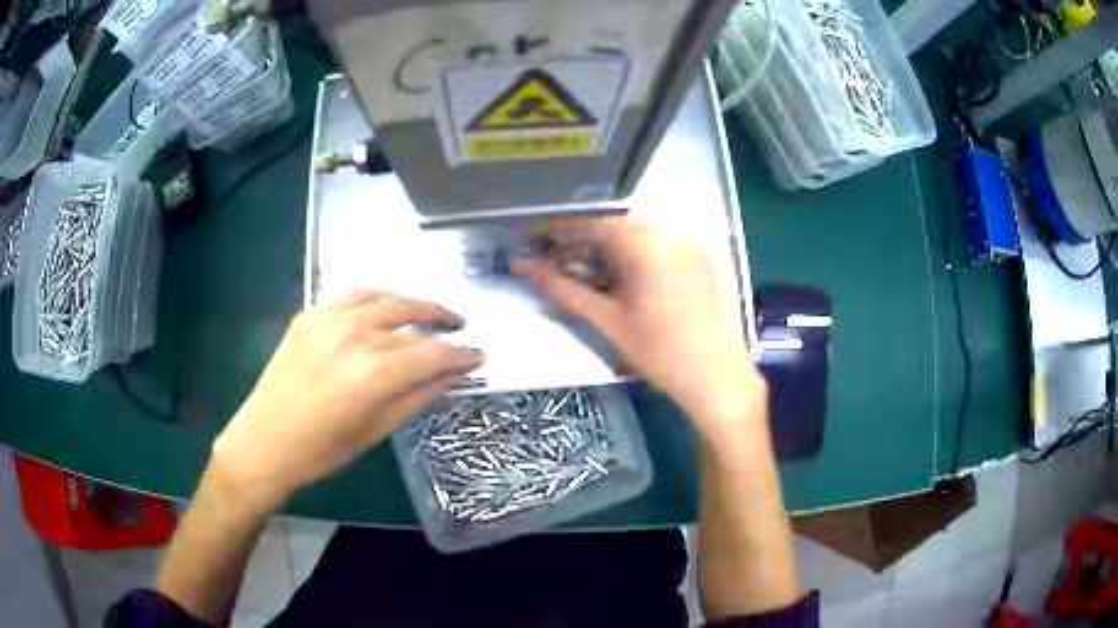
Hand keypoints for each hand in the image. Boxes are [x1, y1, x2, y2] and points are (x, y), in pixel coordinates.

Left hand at [209, 291, 483, 514]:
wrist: (265, 441)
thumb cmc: (323, 450)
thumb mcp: (377, 430)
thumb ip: (418, 396)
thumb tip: (453, 376)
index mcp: (374, 373)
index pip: (432, 354)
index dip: (461, 355)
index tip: (478, 357)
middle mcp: (355, 335)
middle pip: (411, 316)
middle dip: (442, 319)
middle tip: (461, 327)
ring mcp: (329, 319)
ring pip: (383, 298)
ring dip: (412, 303)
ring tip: (429, 313)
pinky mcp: (310, 314)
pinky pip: (352, 296)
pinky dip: (376, 299)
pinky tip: (385, 307)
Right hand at [514, 217, 764, 433]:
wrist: (717, 377)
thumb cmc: (660, 352)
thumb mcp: (606, 320)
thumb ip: (562, 288)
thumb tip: (523, 266)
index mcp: (644, 240)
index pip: (589, 217)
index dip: (556, 227)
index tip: (532, 240)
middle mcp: (667, 230)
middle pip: (610, 222)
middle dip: (577, 238)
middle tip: (551, 260)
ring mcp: (685, 241)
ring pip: (631, 232)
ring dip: (601, 246)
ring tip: (578, 270)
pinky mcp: (695, 256)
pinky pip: (653, 242)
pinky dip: (627, 253)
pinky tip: (613, 276)